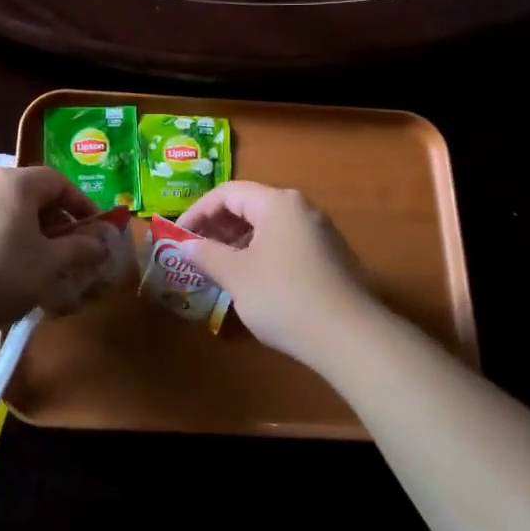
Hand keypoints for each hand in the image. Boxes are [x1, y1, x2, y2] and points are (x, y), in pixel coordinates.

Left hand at [0, 166, 105, 344]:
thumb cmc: (0, 275)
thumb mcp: (49, 264)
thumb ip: (79, 249)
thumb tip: (102, 244)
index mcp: (15, 182)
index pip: (58, 182)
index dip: (81, 205)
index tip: (95, 231)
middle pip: (30, 194)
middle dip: (54, 220)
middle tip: (69, 249)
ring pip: (5, 211)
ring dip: (27, 232)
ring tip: (38, 263)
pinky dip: (1, 240)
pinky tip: (2, 271)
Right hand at [181, 182, 377, 370]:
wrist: (350, 337)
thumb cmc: (284, 296)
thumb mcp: (236, 275)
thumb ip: (207, 255)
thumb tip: (186, 245)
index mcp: (278, 203)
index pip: (228, 193)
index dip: (198, 211)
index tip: (179, 236)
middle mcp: (301, 209)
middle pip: (250, 206)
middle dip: (218, 227)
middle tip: (196, 252)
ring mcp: (321, 233)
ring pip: (268, 227)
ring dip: (238, 243)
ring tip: (219, 269)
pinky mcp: (331, 258)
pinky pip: (286, 244)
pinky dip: (261, 254)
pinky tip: (252, 282)